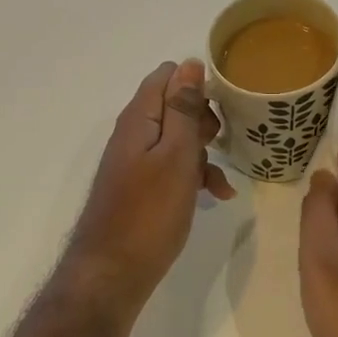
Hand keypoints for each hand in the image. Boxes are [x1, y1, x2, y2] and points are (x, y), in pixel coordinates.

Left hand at [63, 60, 235, 313]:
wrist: (112, 272)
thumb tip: (189, 64)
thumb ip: (183, 109)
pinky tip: (214, 197)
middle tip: (221, 144)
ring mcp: (135, 162)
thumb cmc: (150, 213)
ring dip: (203, 154)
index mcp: (139, 119)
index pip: (167, 76)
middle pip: (173, 106)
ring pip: (176, 140)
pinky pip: (170, 168)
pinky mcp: (140, 187)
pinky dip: (193, 176)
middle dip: (204, 121)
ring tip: (222, 182)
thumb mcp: (176, 156)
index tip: (225, 108)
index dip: (198, 84)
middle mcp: (133, 134)